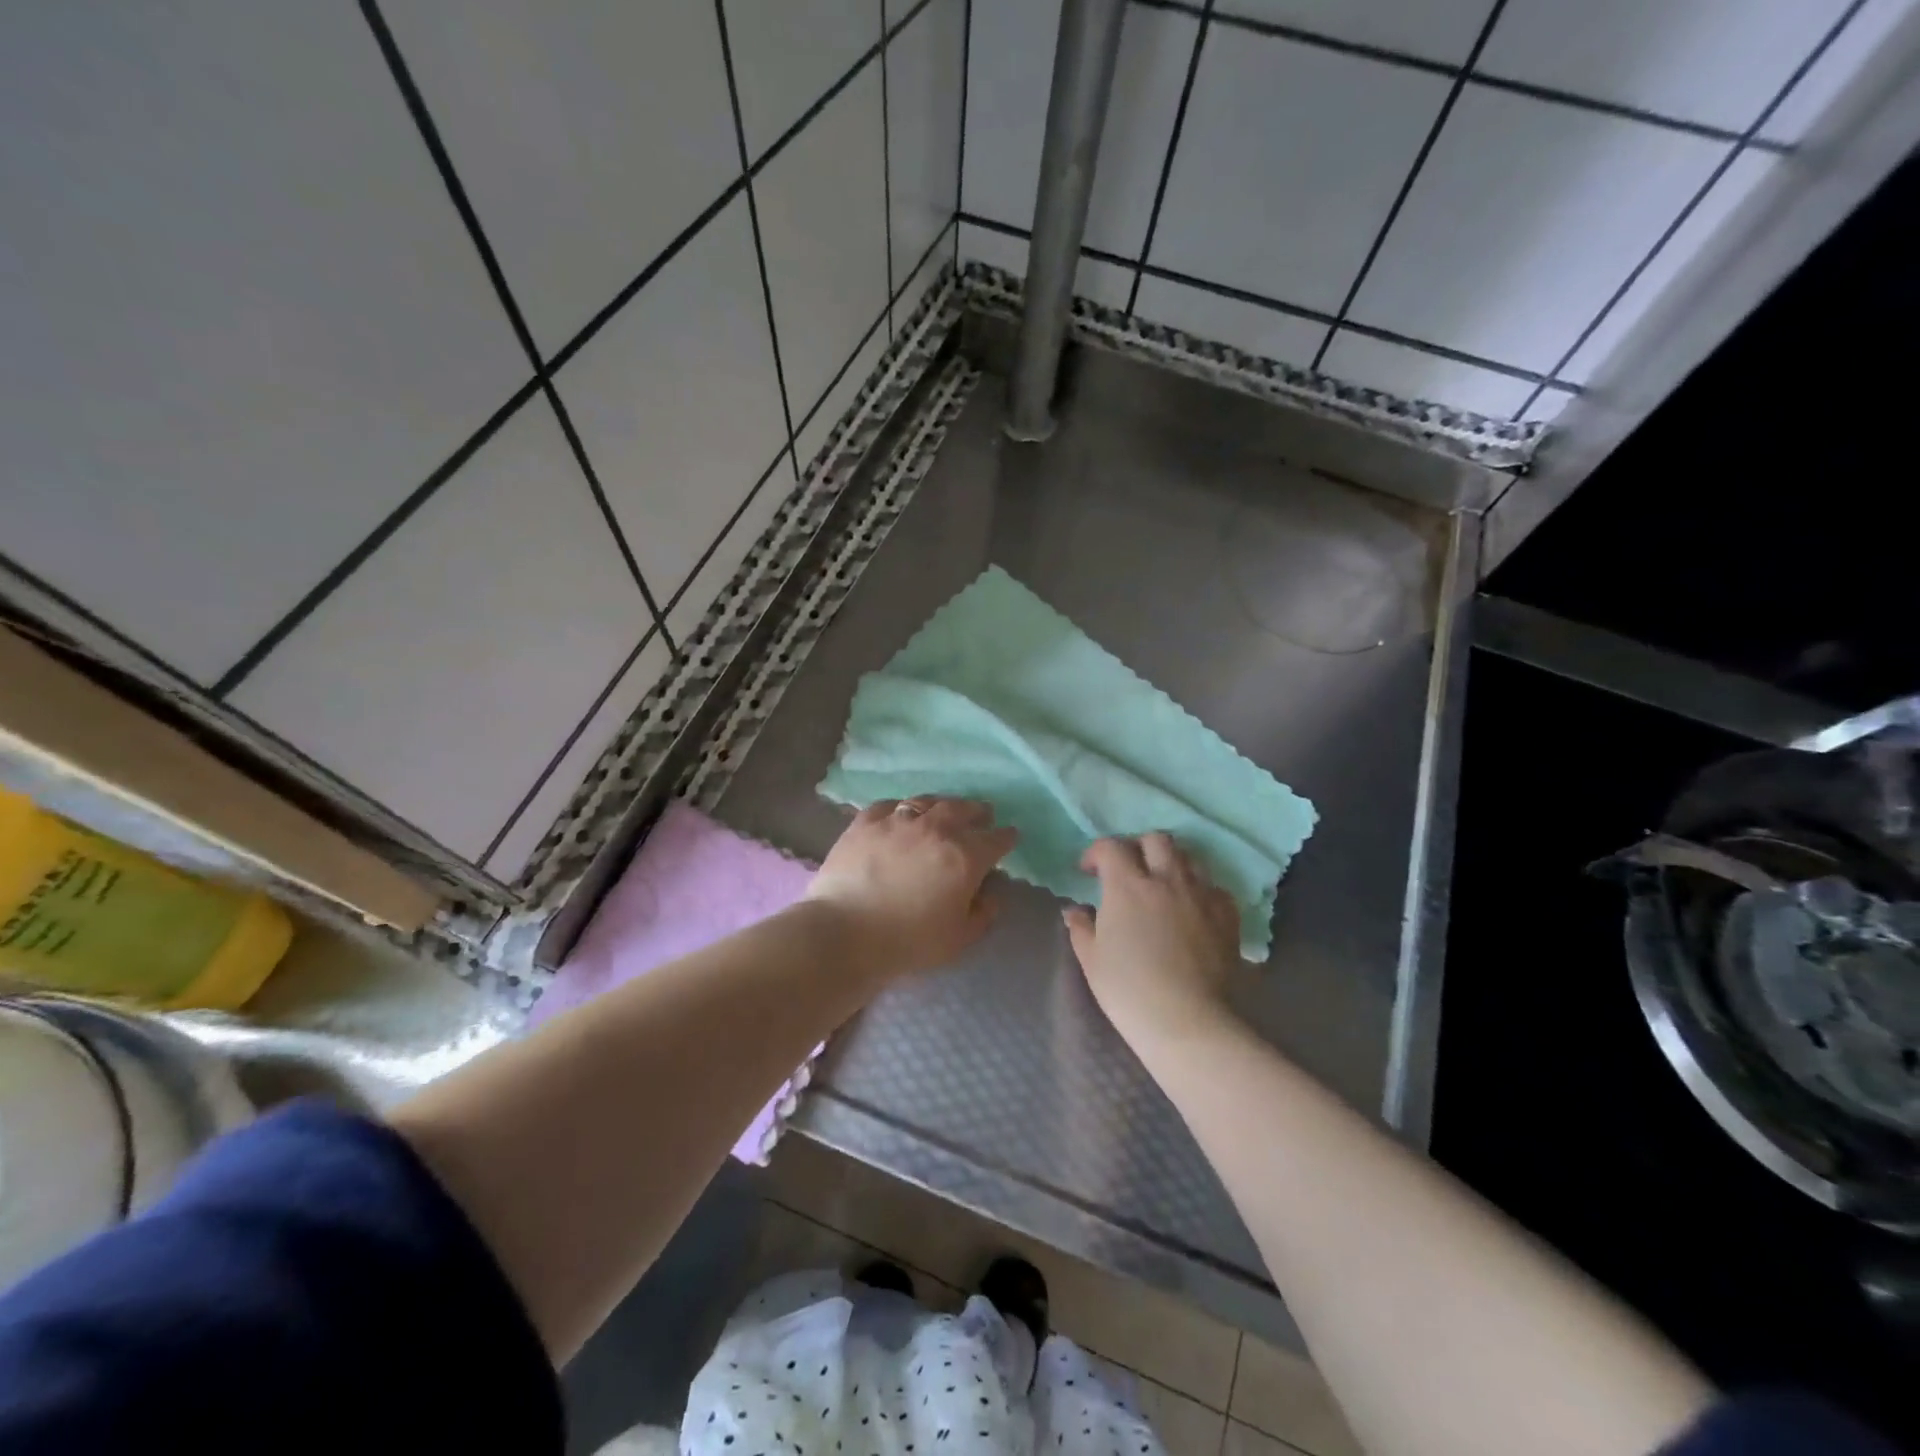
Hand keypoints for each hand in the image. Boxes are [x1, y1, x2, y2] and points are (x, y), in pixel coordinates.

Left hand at [806, 797, 1018, 979]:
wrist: (846, 932)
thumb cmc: (909, 941)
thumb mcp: (959, 938)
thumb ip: (983, 913)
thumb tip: (990, 894)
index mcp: (966, 856)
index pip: (996, 839)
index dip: (1006, 837)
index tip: (1010, 836)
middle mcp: (937, 829)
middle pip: (964, 809)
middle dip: (977, 811)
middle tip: (982, 815)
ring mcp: (899, 820)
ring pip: (928, 801)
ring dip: (943, 805)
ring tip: (944, 810)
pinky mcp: (867, 820)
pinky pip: (891, 805)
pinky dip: (902, 809)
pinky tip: (900, 816)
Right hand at [1064, 833, 1239, 1050]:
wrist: (1186, 1021)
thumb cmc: (1128, 990)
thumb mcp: (1092, 959)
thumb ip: (1081, 928)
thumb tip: (1074, 910)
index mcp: (1127, 886)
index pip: (1110, 847)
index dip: (1096, 853)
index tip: (1089, 871)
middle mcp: (1166, 880)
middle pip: (1156, 840)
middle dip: (1138, 847)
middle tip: (1129, 870)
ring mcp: (1201, 895)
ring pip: (1188, 858)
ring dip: (1170, 864)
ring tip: (1162, 886)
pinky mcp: (1227, 915)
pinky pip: (1214, 887)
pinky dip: (1200, 890)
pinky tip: (1192, 910)